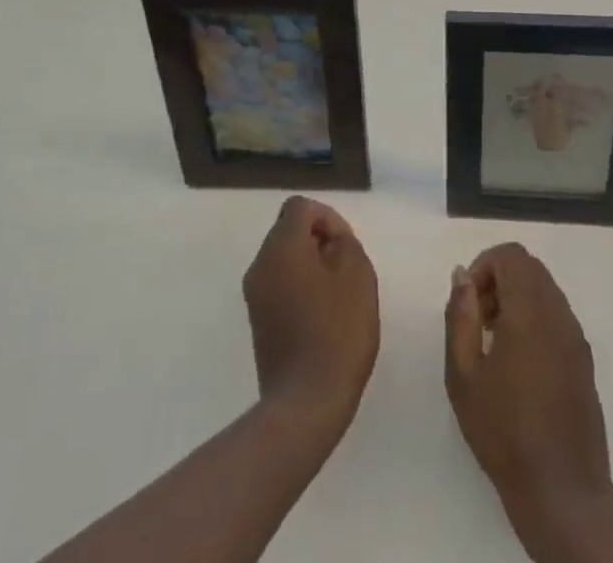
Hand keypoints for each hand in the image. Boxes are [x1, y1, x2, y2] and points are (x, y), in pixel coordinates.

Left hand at [243, 196, 379, 433]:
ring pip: (284, 258)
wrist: (306, 404)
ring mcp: (255, 295)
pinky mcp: (258, 322)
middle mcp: (260, 264)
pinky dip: (300, 288)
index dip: (327, 217)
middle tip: (346, 269)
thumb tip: (329, 238)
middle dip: (318, 240)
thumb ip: (343, 241)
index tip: (345, 245)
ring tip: (337, 295)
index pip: (300, 207)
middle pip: (288, 230)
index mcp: (281, 246)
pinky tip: (322, 316)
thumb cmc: (337, 332)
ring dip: (310, 265)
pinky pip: (279, 285)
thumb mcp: (357, 274)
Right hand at [444, 243, 612, 515]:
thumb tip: (462, 275)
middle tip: (477, 318)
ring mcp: (576, 336)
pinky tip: (517, 362)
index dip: (485, 264)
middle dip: (499, 279)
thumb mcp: (464, 374)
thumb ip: (460, 316)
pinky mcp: (584, 359)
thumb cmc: (504, 431)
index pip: (511, 255)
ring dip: (516, 298)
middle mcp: (558, 313)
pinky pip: (557, 315)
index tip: (468, 299)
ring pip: (545, 290)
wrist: (562, 491)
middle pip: (529, 268)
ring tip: (493, 342)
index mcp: (530, 310)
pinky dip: (534, 317)